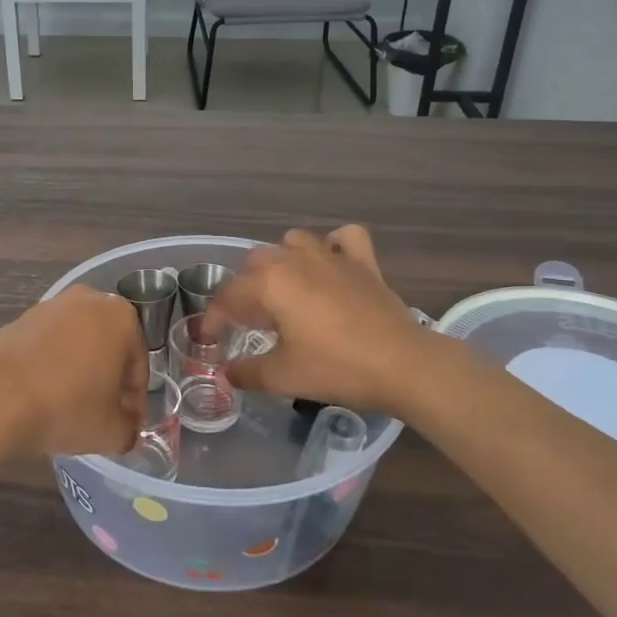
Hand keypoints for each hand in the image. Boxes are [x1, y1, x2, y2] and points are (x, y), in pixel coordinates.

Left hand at [0, 286, 147, 458]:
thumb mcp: (112, 432)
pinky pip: (48, 345)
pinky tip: (43, 394)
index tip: (127, 423)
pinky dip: (51, 365)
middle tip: (102, 414)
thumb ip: (129, 429)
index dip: (135, 399)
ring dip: (79, 370)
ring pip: (77, 343)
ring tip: (70, 406)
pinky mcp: (21, 318)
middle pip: (108, 347)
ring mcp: (51, 306)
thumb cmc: (68, 407)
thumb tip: (126, 428)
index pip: (138, 364)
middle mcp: (89, 300)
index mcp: (122, 318)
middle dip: (108, 378)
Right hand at [206, 226, 434, 413]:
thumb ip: (246, 372)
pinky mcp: (363, 262)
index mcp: (271, 284)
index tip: (211, 340)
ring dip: (281, 262)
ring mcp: (332, 256)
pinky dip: (333, 246)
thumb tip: (228, 372)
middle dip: (245, 290)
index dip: (215, 319)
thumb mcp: (282, 377)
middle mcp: (296, 260)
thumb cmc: (337, 368)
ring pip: (292, 242)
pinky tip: (330, 265)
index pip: (229, 296)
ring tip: (284, 291)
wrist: (404, 365)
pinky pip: (343, 238)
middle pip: (255, 264)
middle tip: (249, 322)